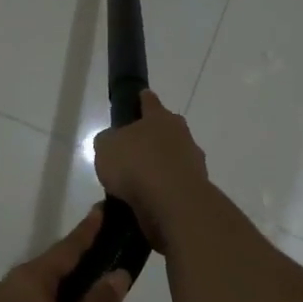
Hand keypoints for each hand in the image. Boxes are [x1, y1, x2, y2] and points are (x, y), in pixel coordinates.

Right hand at [91, 90, 209, 251]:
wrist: (173, 203)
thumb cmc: (136, 164)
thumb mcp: (106, 147)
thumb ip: (108, 141)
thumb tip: (114, 142)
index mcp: (160, 117)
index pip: (149, 101)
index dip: (141, 99)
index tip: (138, 98)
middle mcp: (181, 135)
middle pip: (165, 130)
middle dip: (151, 138)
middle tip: (131, 151)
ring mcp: (192, 162)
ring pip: (172, 159)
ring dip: (158, 168)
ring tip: (136, 184)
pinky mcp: (196, 189)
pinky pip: (174, 185)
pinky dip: (163, 191)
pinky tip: (147, 202)